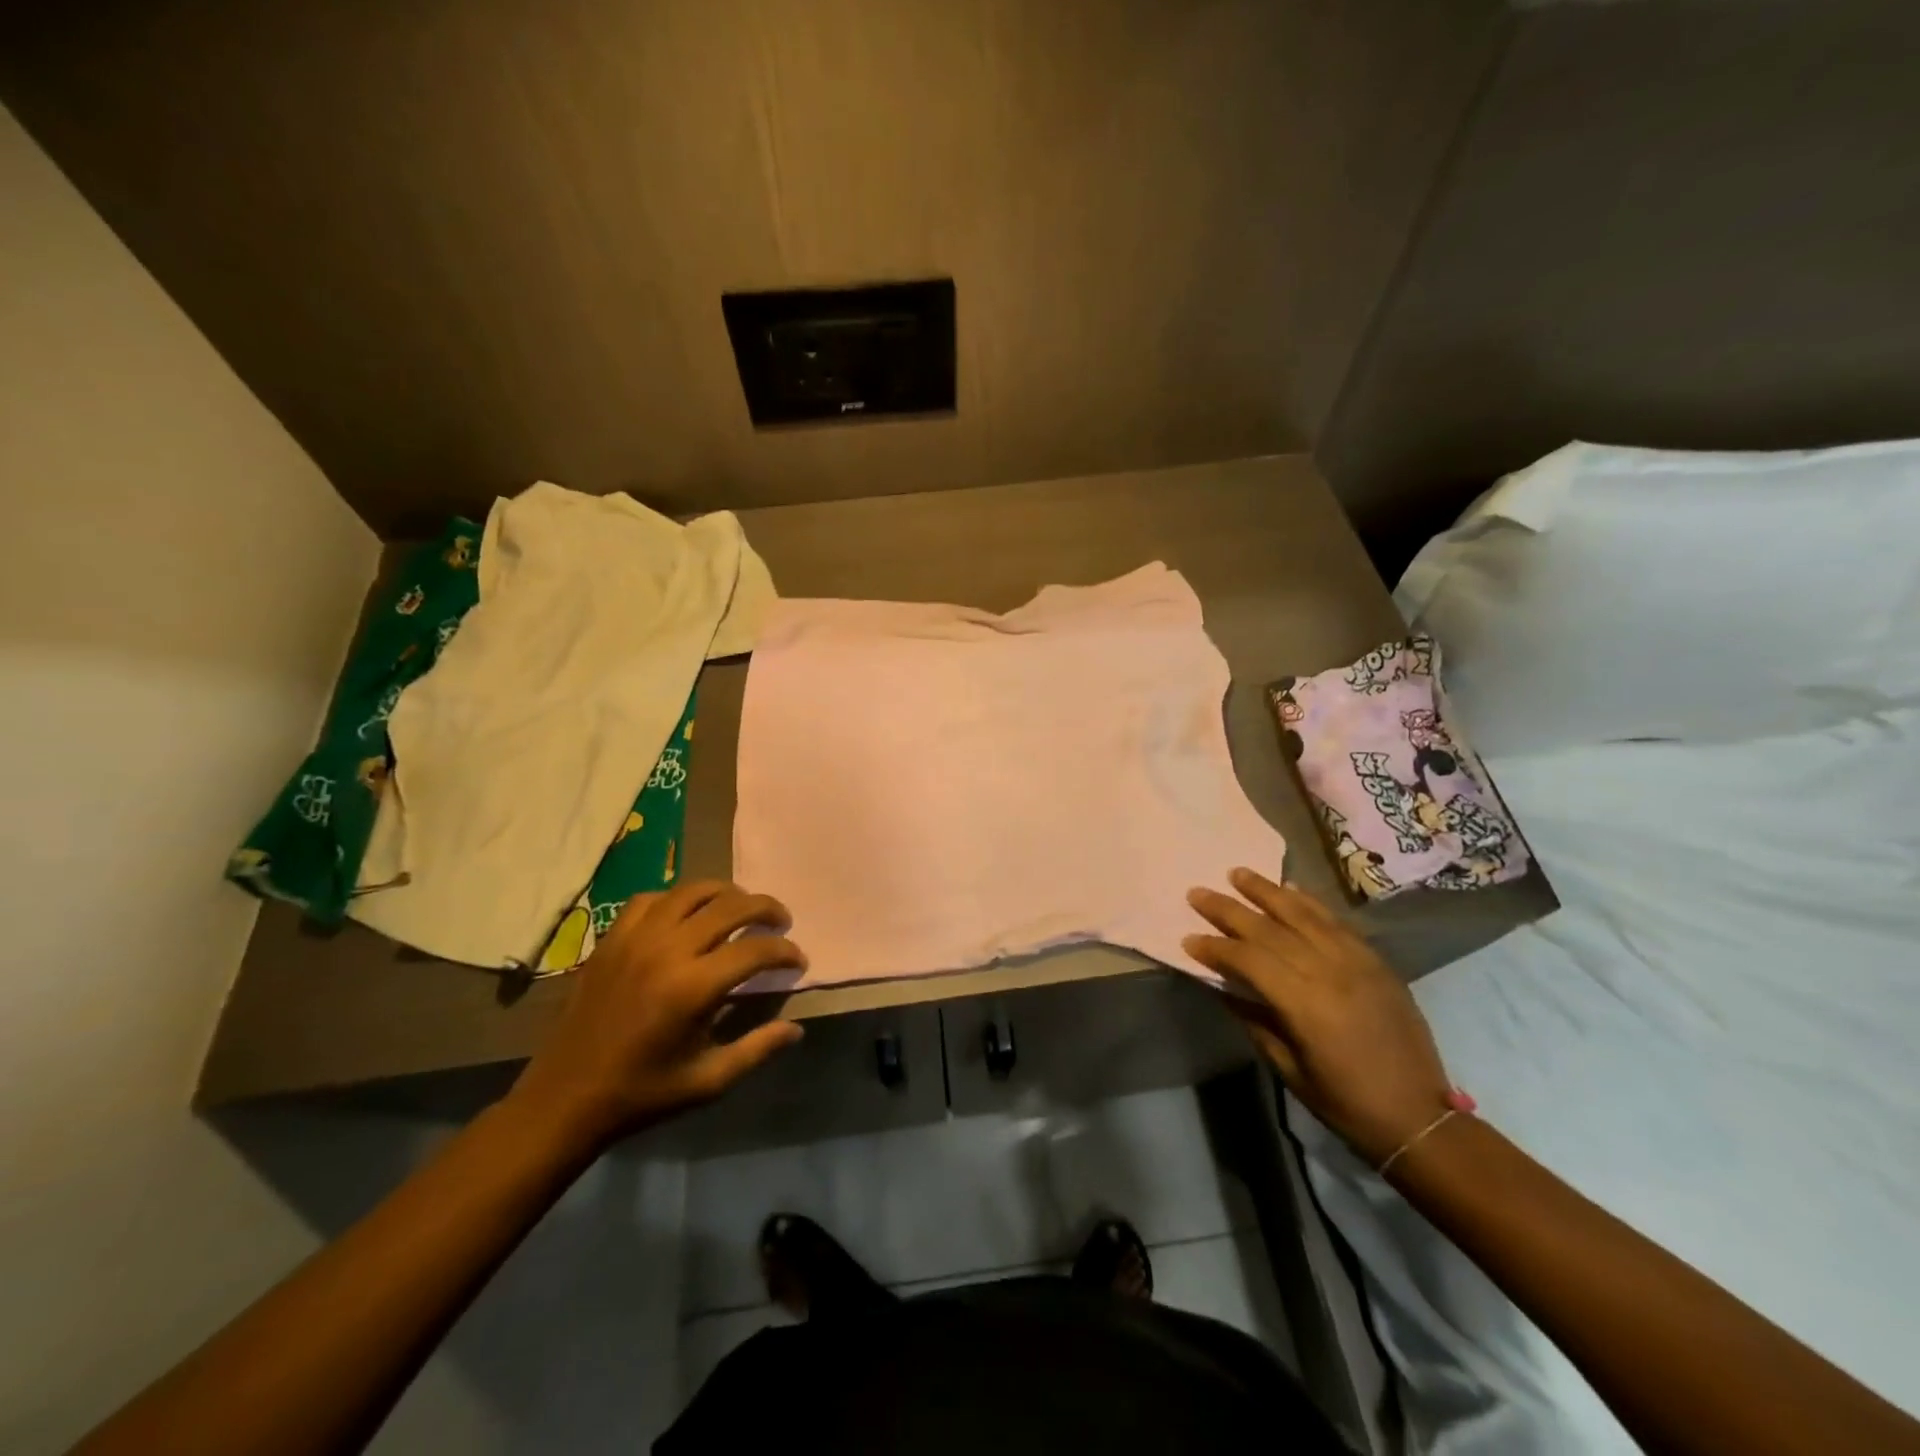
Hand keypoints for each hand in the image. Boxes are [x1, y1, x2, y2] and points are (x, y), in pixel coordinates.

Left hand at [508, 880, 806, 1152]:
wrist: (565, 1099)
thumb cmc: (642, 1093)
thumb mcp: (708, 1081)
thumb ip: (757, 1049)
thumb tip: (796, 1028)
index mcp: (693, 988)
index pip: (755, 950)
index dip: (785, 951)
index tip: (798, 961)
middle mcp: (667, 951)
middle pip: (730, 906)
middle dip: (766, 908)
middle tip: (781, 922)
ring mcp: (635, 939)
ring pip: (692, 891)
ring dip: (726, 893)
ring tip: (741, 907)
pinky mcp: (610, 940)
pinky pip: (651, 899)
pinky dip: (677, 899)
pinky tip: (686, 916)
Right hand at [1185, 867, 1452, 1165]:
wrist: (1420, 1117)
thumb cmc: (1346, 1102)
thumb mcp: (1289, 1068)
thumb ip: (1253, 1021)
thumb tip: (1221, 987)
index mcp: (1305, 1004)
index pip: (1249, 960)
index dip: (1216, 947)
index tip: (1188, 939)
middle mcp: (1329, 972)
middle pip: (1270, 929)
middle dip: (1229, 910)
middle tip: (1198, 892)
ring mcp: (1356, 962)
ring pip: (1303, 914)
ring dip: (1267, 891)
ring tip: (1238, 873)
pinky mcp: (1375, 961)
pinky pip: (1336, 922)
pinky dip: (1309, 902)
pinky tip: (1289, 889)